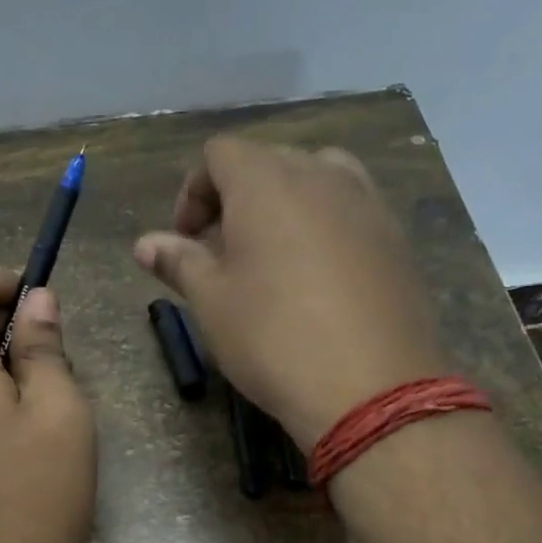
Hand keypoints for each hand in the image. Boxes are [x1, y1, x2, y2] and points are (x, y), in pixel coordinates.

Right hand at [133, 137, 446, 447]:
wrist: (371, 388)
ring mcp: (366, 202)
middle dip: (236, 197)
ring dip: (284, 204)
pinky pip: (350, 208)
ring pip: (316, 177)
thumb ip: (179, 261)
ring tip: (273, 255)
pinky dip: (324, 223)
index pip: (219, 154)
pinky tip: (318, 275)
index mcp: (266, 182)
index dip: (193, 191)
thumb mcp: (212, 302)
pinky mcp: (396, 236)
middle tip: (222, 251)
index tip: (186, 239)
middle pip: (268, 161)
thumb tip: (145, 243)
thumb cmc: (273, 339)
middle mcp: (320, 175)